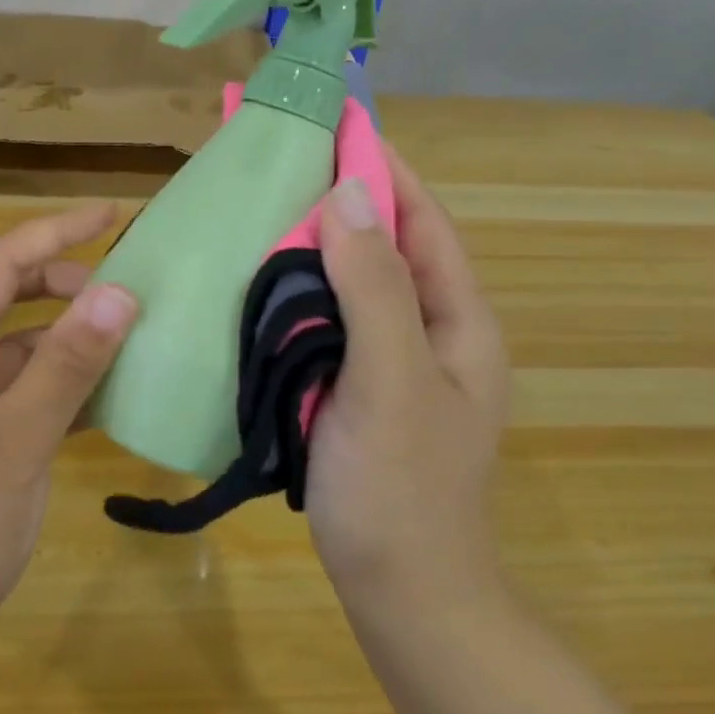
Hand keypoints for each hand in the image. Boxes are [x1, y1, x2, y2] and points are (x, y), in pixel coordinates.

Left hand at [0, 203, 138, 671]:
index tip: (110, 214)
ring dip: (59, 331)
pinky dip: (54, 378)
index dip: (54, 231)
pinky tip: (94, 394)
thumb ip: (67, 364)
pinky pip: (15, 387)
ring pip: (10, 343)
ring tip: (115, 336)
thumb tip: (119, 291)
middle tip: (117, 289)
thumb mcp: (17, 440)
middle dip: (57, 278)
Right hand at [306, 146, 508, 618]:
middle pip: (385, 244)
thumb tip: (345, 194)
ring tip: (262, 206)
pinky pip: (327, 320)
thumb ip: (375, 287)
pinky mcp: (353, 386)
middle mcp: (428, 330)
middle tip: (283, 160)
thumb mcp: (394, 381)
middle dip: (341, 197)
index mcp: (457, 320)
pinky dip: (297, 291)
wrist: (403, 594)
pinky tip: (257, 280)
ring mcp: (390, 360)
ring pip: (352, 281)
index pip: (421, 220)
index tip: (338, 119)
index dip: (384, 166)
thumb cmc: (403, 489)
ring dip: (314, 243)